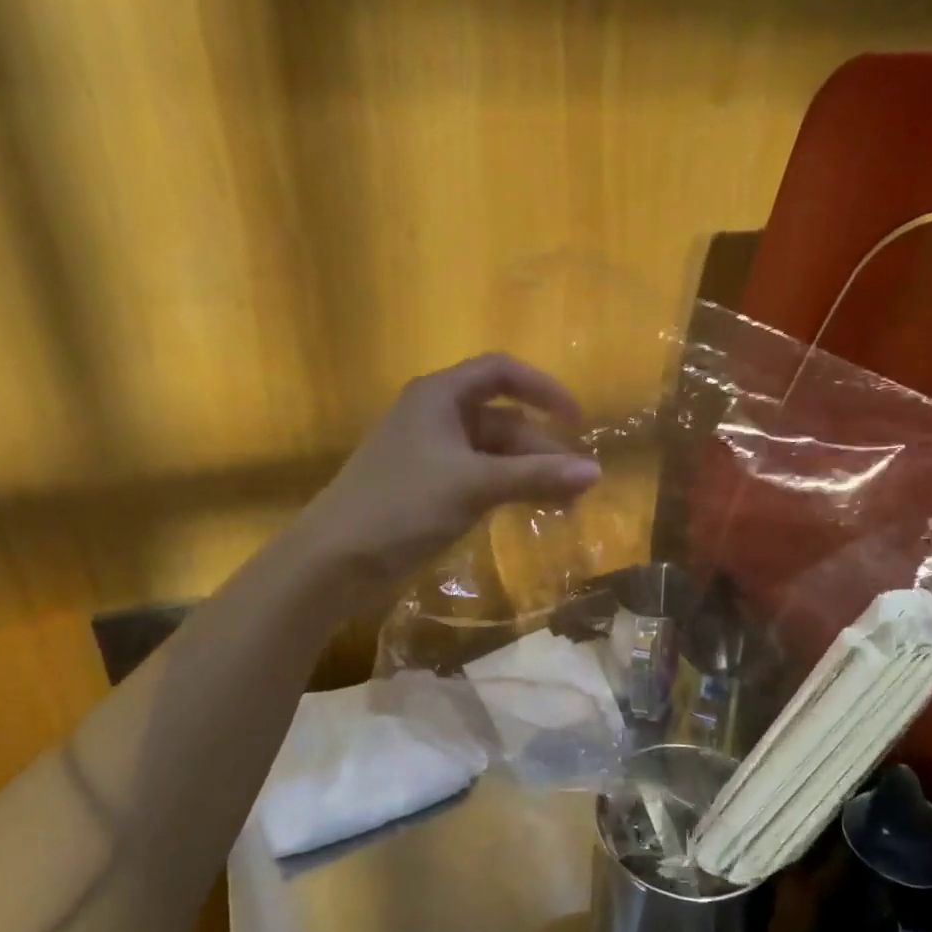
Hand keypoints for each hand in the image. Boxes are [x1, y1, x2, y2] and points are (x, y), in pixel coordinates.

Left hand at [298, 353, 600, 594]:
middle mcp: (434, 416)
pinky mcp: (425, 488)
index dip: (543, 389)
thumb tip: (596, 472)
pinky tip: (528, 510)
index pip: (500, 372)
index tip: (577, 419)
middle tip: (577, 483)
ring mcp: (429, 454)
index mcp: (439, 396)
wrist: (335, 559)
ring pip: (491, 453)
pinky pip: (477, 478)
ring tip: (564, 504)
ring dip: (527, 473)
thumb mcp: (474, 485)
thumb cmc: (403, 505)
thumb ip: (536, 476)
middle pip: (501, 419)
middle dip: (540, 448)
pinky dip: (505, 489)